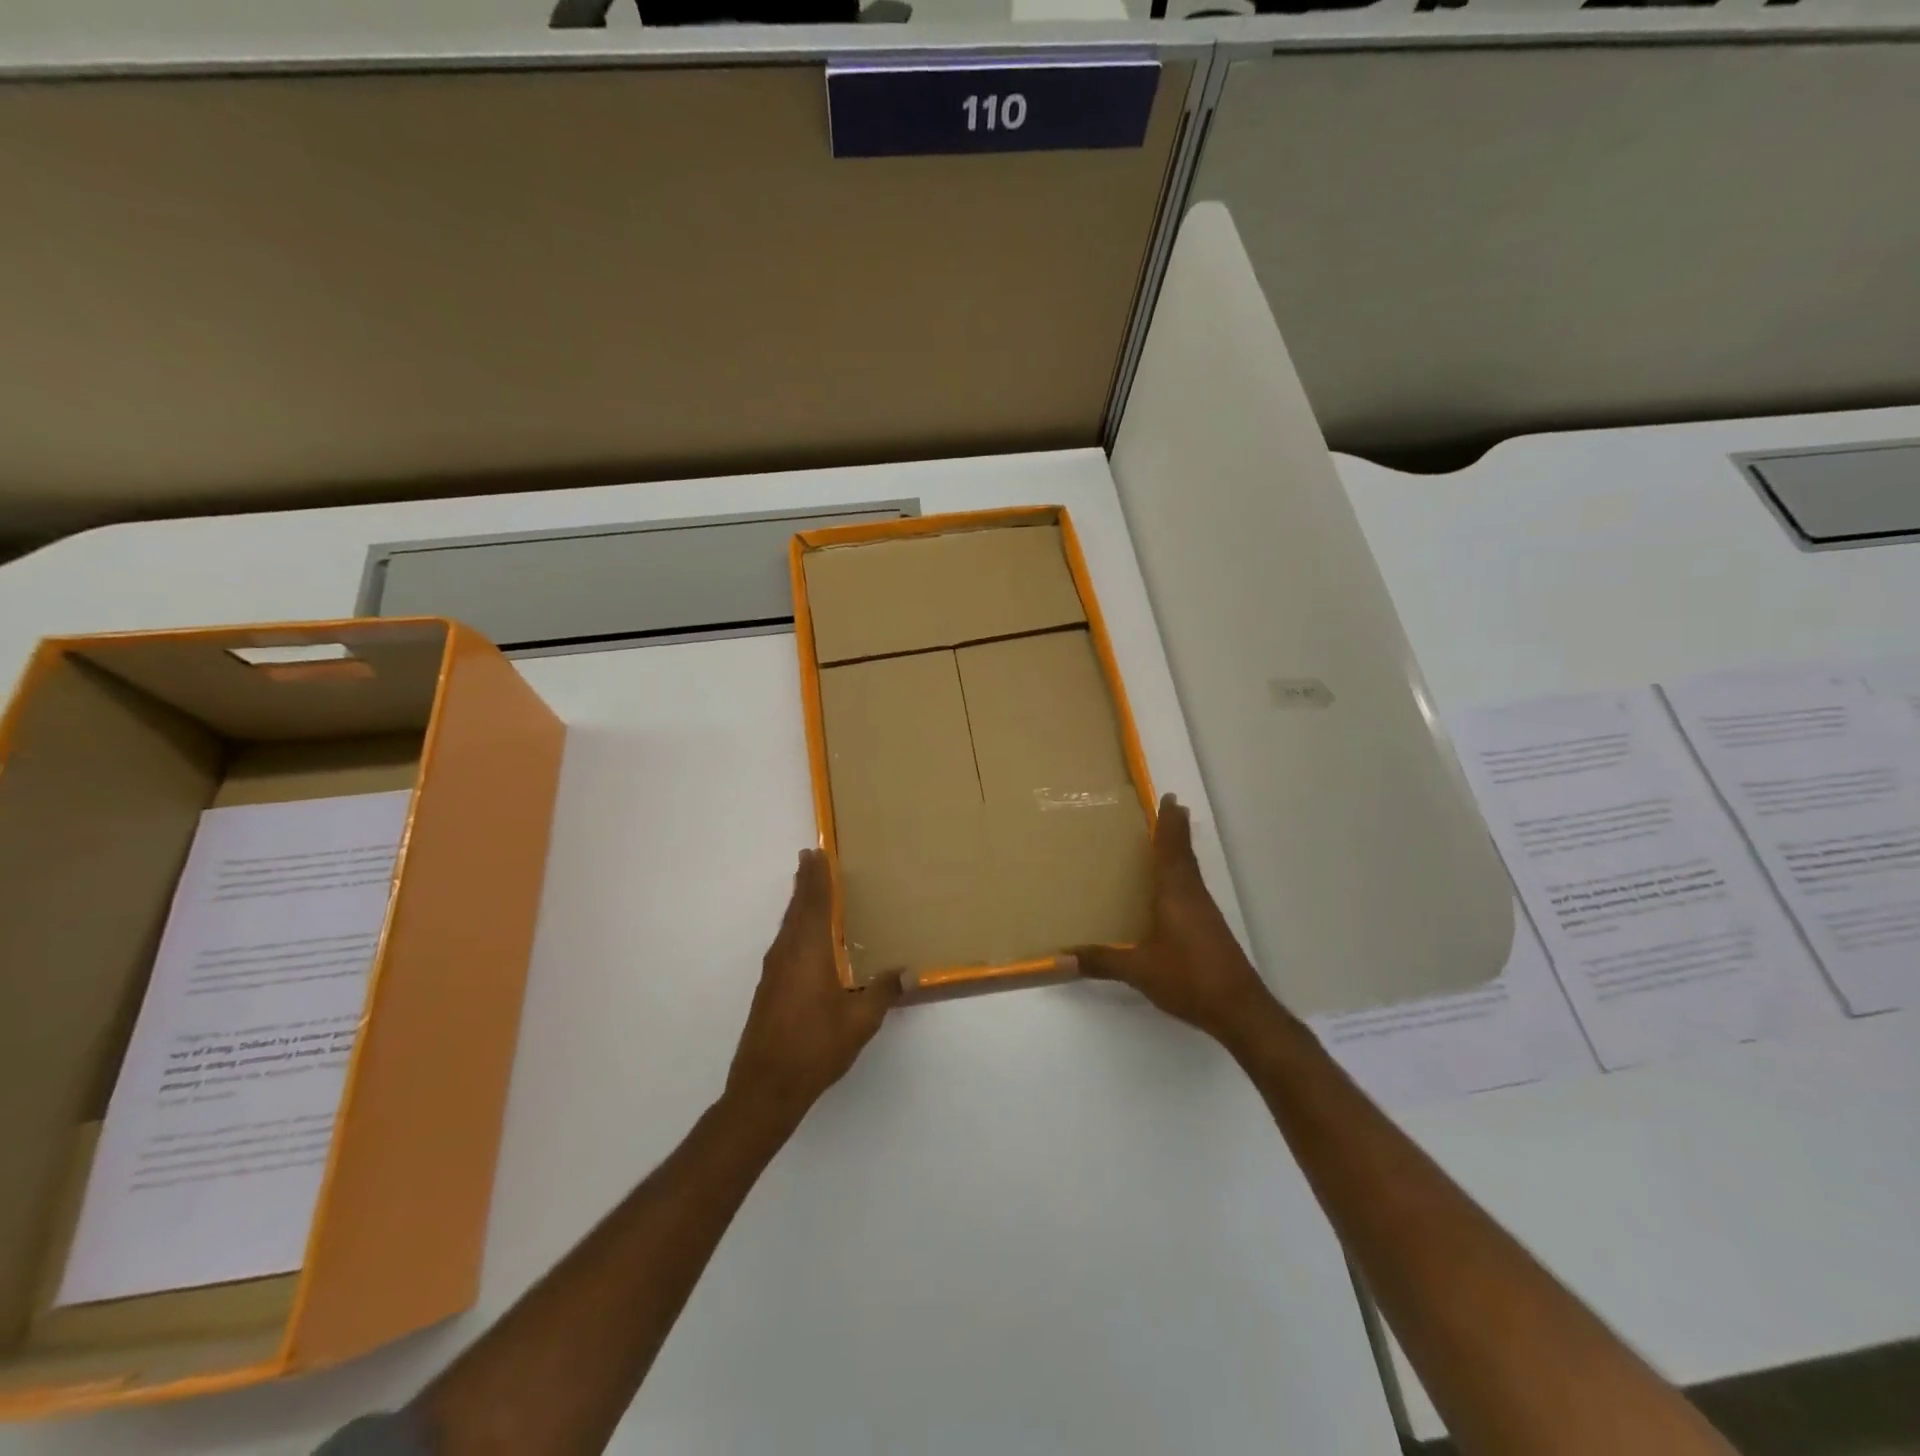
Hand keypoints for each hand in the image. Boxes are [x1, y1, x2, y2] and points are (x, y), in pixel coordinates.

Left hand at [726, 849, 901, 1126]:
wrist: (765, 1087)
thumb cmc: (815, 1048)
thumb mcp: (859, 1022)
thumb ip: (883, 992)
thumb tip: (908, 972)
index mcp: (809, 953)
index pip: (815, 904)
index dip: (818, 878)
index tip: (816, 853)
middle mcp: (787, 954)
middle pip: (796, 909)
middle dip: (804, 882)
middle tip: (810, 858)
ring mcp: (774, 971)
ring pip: (787, 926)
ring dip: (798, 903)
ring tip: (807, 889)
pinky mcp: (768, 988)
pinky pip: (784, 942)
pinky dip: (794, 926)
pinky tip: (803, 937)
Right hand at [1068, 795, 1277, 1048]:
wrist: (1239, 1009)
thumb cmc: (1188, 978)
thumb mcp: (1139, 970)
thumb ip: (1101, 961)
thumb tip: (1059, 957)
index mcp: (1176, 894)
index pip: (1172, 849)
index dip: (1169, 823)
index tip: (1170, 798)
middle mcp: (1193, 896)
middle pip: (1184, 854)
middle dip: (1176, 831)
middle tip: (1169, 808)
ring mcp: (1205, 913)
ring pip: (1191, 872)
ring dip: (1180, 852)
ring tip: (1165, 842)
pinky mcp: (1211, 929)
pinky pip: (1192, 890)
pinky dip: (1181, 876)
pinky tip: (1171, 891)